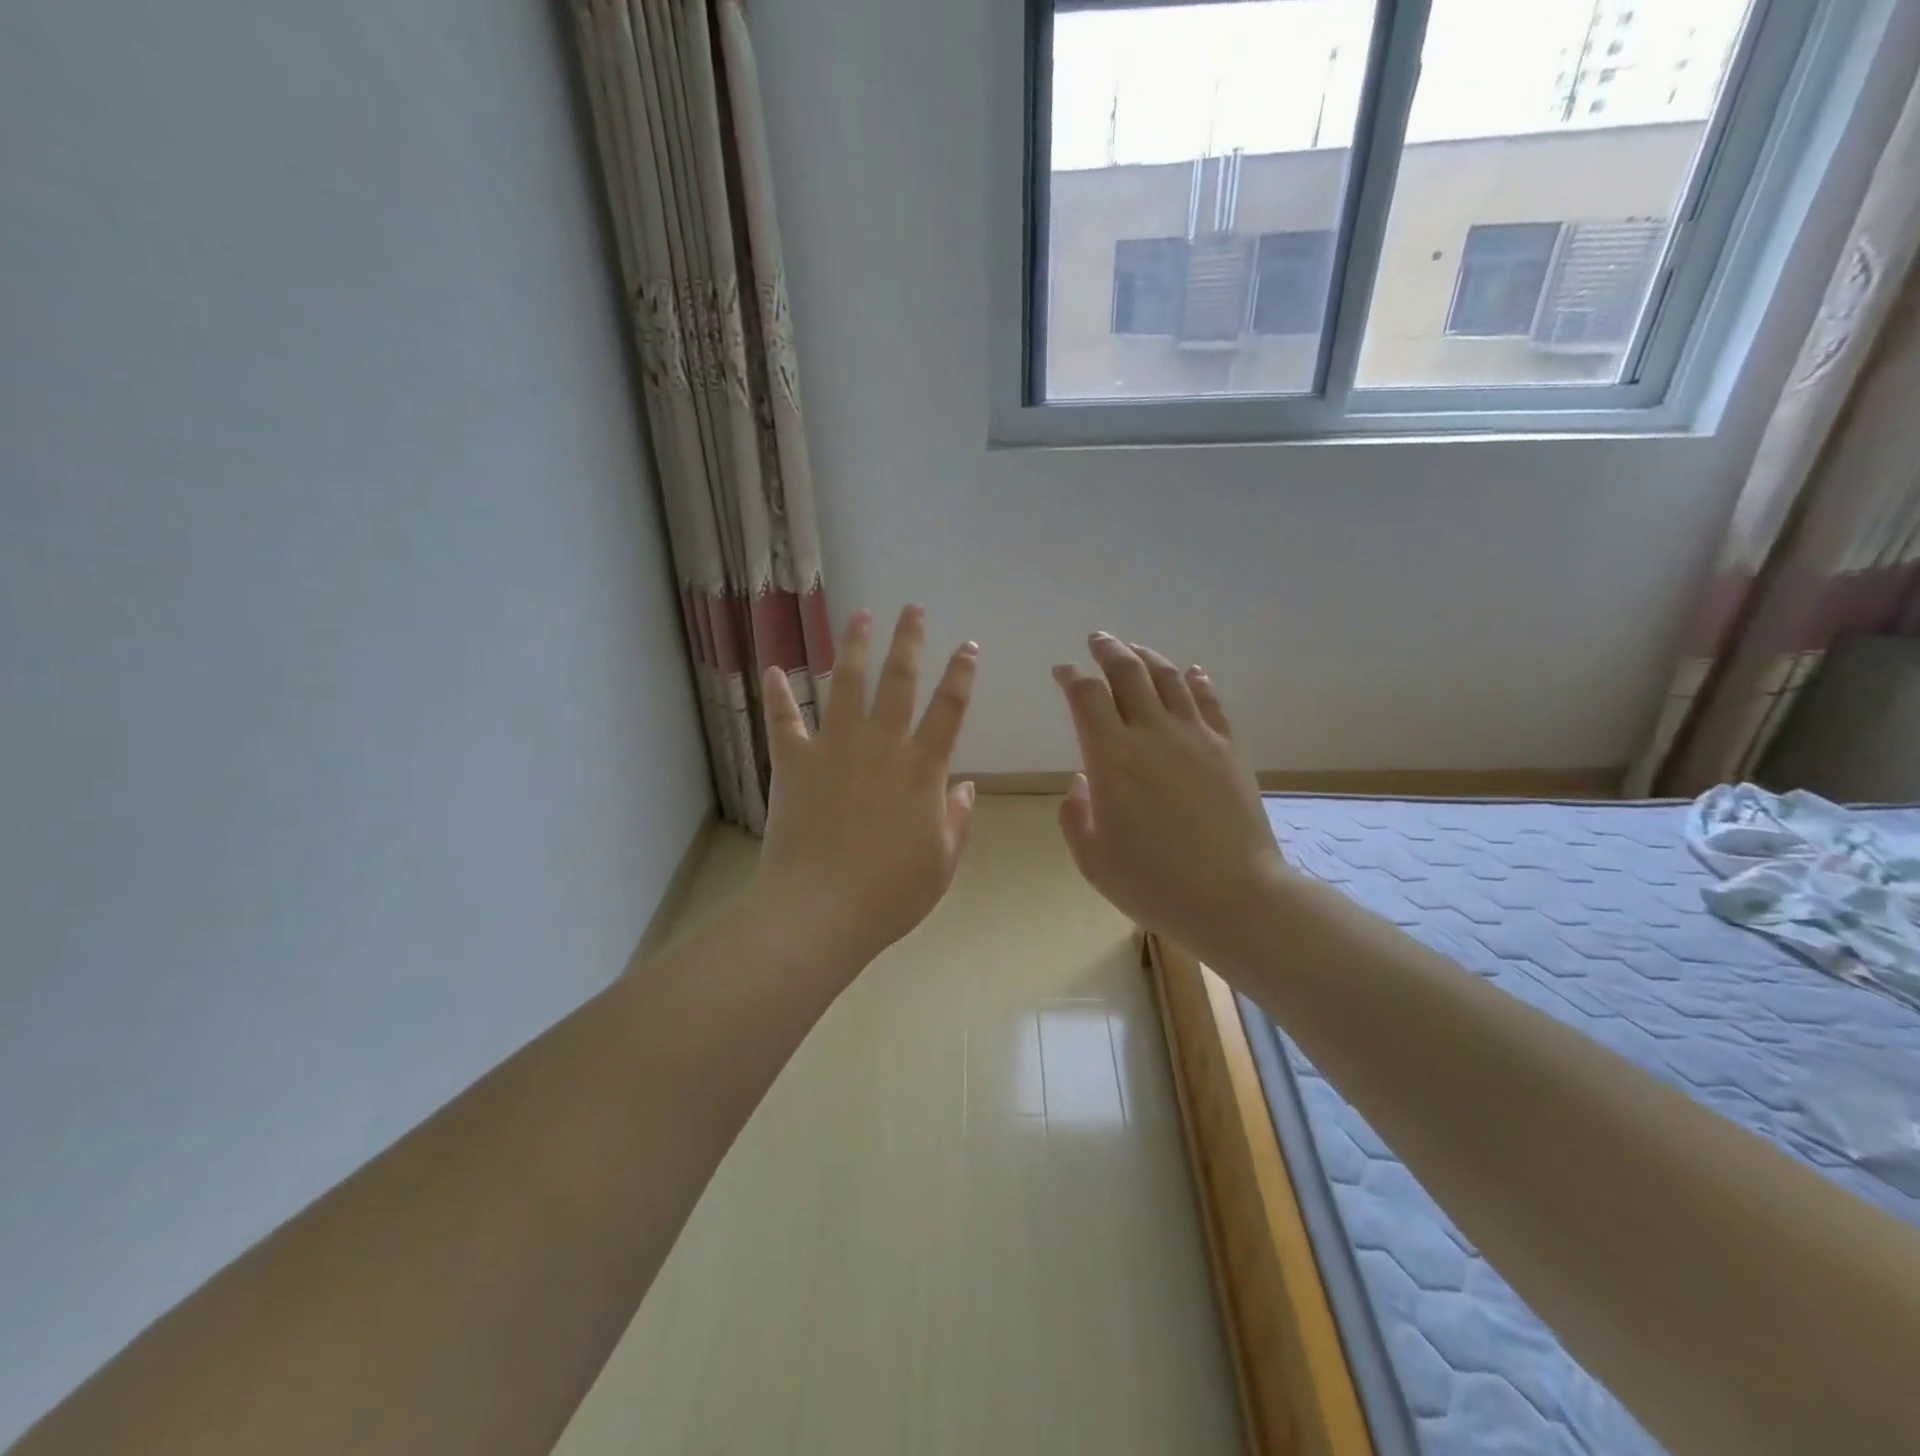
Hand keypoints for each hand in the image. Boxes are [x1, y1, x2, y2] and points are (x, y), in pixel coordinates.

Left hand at [754, 605, 978, 971]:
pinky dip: (778, 694)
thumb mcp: (941, 864)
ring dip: (855, 647)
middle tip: (912, 608)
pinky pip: (784, 720)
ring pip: (847, 685)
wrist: (820, 909)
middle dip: (908, 641)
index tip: (967, 645)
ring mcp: (834, 748)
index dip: (961, 674)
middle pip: (898, 681)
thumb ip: (957, 821)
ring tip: (861, 616)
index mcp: (922, 769)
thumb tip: (966, 787)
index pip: (950, 709)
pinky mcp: (794, 761)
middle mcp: (881, 745)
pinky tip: (774, 669)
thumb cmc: (890, 894)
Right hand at [1053, 634, 1287, 958]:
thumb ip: (1076, 816)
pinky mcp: (1227, 748)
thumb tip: (1083, 783)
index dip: (1071, 677)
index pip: (1086, 697)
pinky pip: (1209, 701)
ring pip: (1169, 678)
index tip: (1062, 671)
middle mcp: (1152, 734)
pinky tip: (1190, 673)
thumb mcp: (1093, 860)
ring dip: (1147, 657)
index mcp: (1112, 758)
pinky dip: (1195, 680)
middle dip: (1108, 650)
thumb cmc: (1154, 884)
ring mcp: (1196, 737)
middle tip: (1097, 640)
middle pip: (1128, 673)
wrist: (1234, 897)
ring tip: (1135, 649)